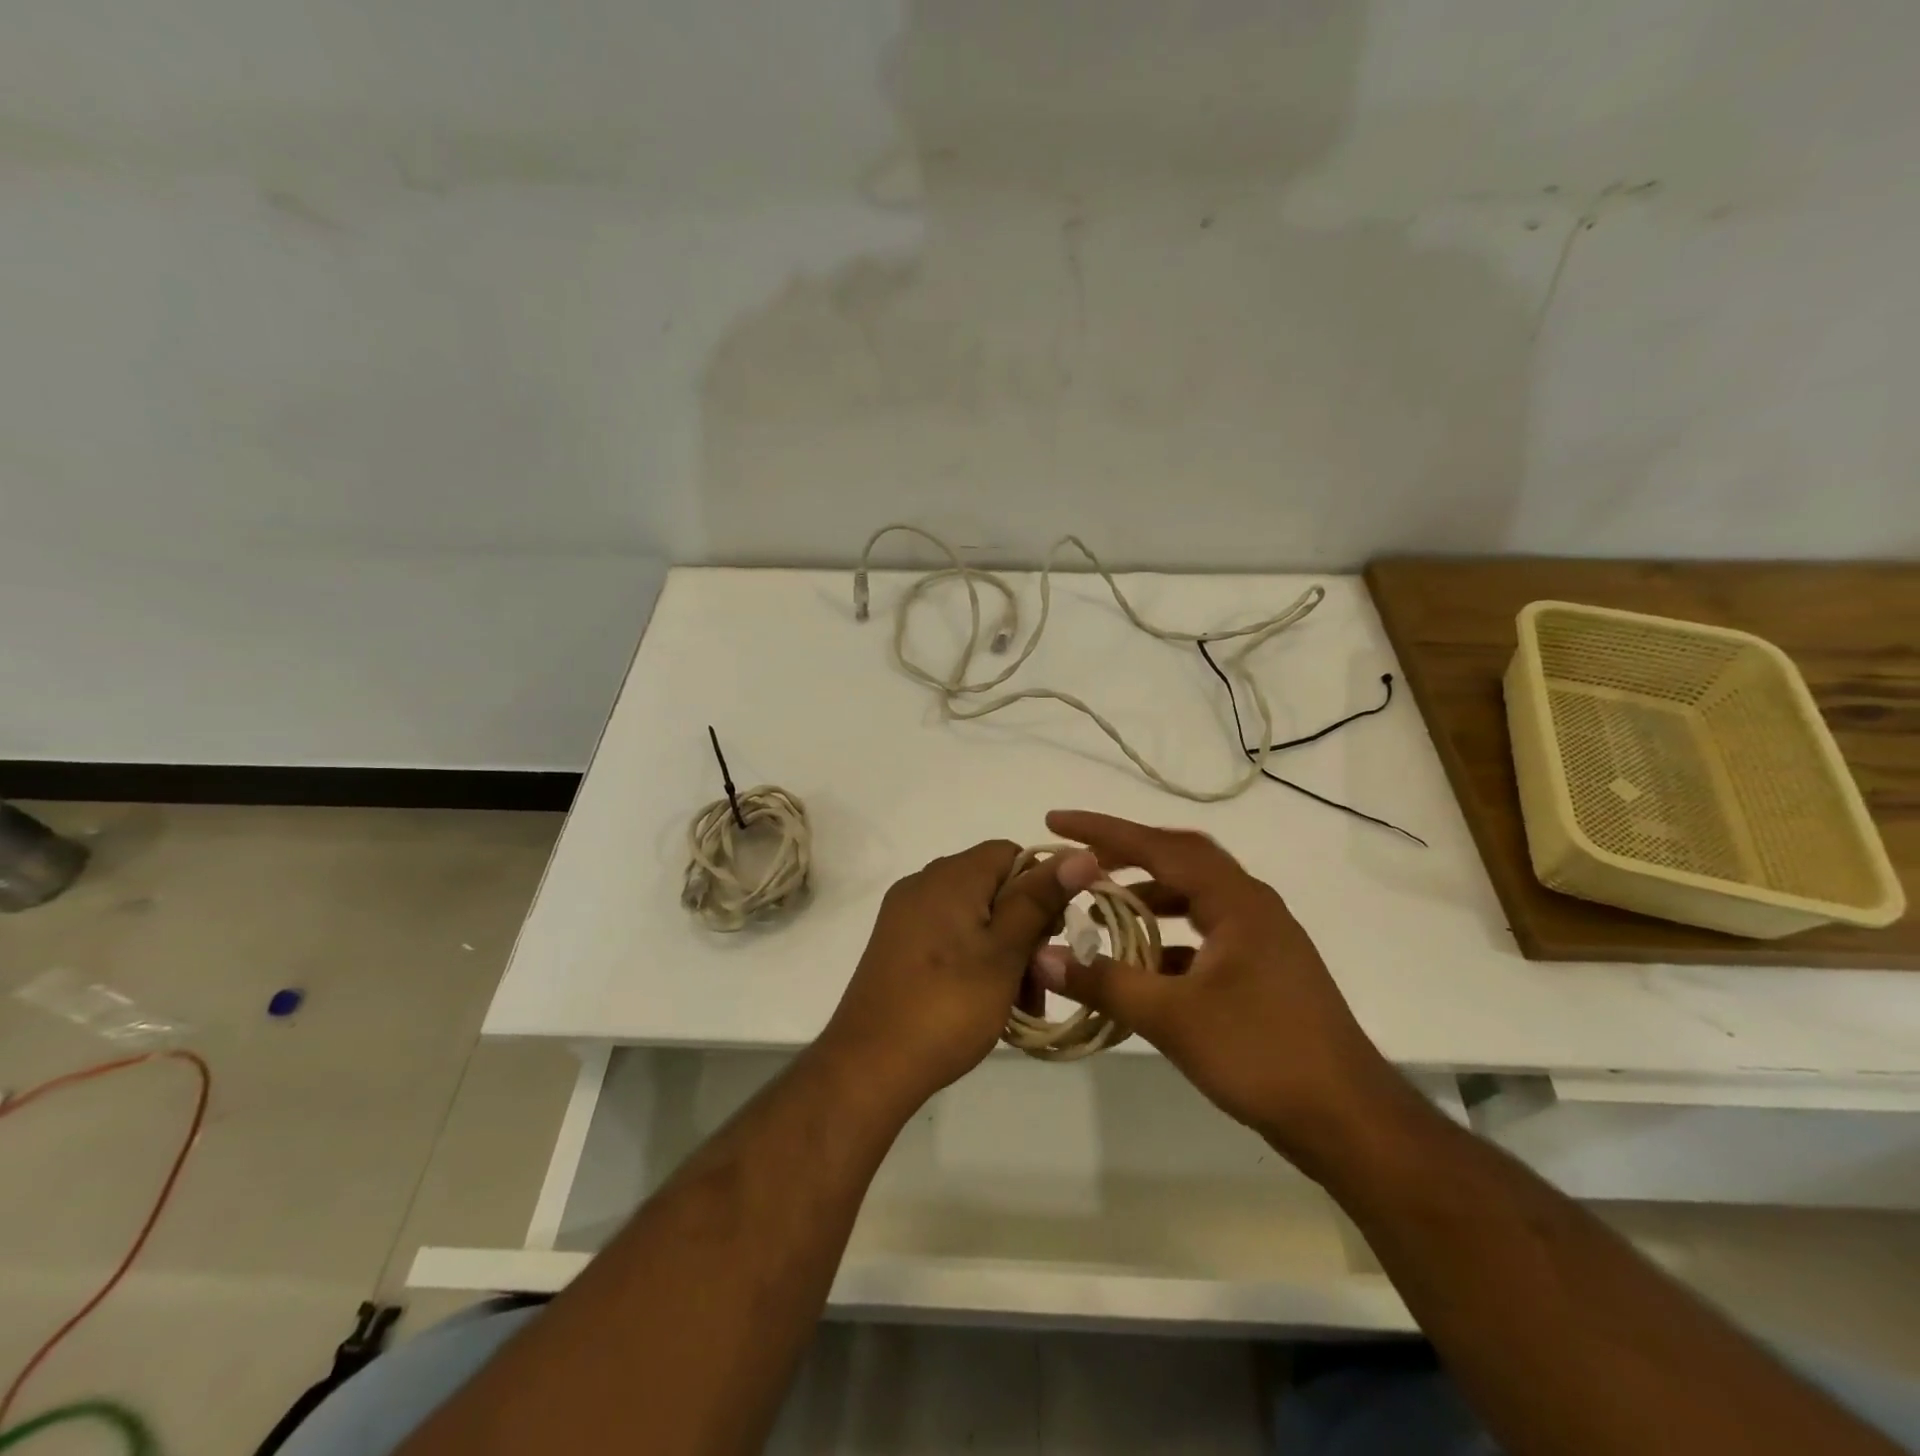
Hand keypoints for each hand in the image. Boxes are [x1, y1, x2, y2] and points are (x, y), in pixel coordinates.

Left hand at [826, 840, 1100, 1106]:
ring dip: (1004, 951)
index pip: (1011, 854)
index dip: (1042, 888)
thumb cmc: (948, 1004)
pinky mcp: (896, 945)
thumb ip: (1040, 899)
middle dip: (1025, 928)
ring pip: (974, 917)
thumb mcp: (1005, 952)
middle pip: (993, 886)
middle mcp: (924, 884)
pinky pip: (949, 937)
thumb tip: (1081, 852)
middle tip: (1040, 979)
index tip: (1054, 936)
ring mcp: (905, 915)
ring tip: (1019, 1003)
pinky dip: (974, 959)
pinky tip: (986, 1001)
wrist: (869, 1065)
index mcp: (950, 875)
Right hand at [1032, 811, 1405, 1168]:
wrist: (1349, 1120)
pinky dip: (1168, 939)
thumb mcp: (1173, 1018)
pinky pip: (1205, 934)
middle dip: (1126, 855)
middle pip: (1180, 860)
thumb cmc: (1262, 1054)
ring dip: (1148, 898)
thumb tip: (1042, 957)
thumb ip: (1105, 983)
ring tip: (1102, 911)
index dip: (1103, 831)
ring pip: (1194, 898)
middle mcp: (1251, 906)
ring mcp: (1262, 939)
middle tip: (1079, 862)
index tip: (1057, 821)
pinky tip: (1142, 967)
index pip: (1159, 846)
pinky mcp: (1264, 971)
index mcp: (1236, 900)